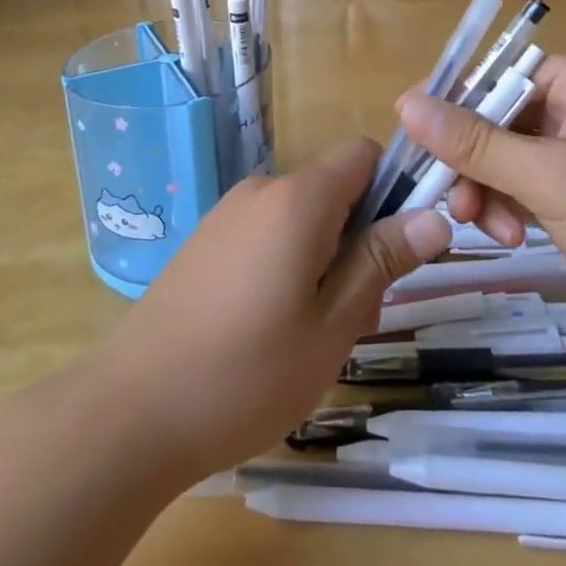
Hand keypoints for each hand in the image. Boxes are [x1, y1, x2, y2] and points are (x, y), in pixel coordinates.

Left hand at [87, 137, 451, 481]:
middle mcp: (261, 190)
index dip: (394, 188)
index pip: (364, 154)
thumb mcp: (333, 325)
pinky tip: (268, 330)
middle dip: (359, 240)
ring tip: (310, 336)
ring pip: (300, 218)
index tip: (400, 248)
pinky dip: (286, 265)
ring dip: (323, 259)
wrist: (130, 411)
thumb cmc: (246, 374)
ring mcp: (227, 214)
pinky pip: (265, 234)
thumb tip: (436, 215)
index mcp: (298, 199)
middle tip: (355, 316)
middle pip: (334, 191)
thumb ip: (382, 261)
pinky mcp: (204, 241)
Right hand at [397, 57, 565, 375]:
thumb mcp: (550, 177)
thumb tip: (404, 101)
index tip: (415, 136)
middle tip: (450, 199)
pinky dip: (512, 208)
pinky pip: (532, 188)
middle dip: (474, 159)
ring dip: (490, 189)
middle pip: (503, 119)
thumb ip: (474, 141)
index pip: (503, 75)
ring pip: (512, 158)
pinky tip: (507, 237)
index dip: (457, 103)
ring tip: (482, 227)